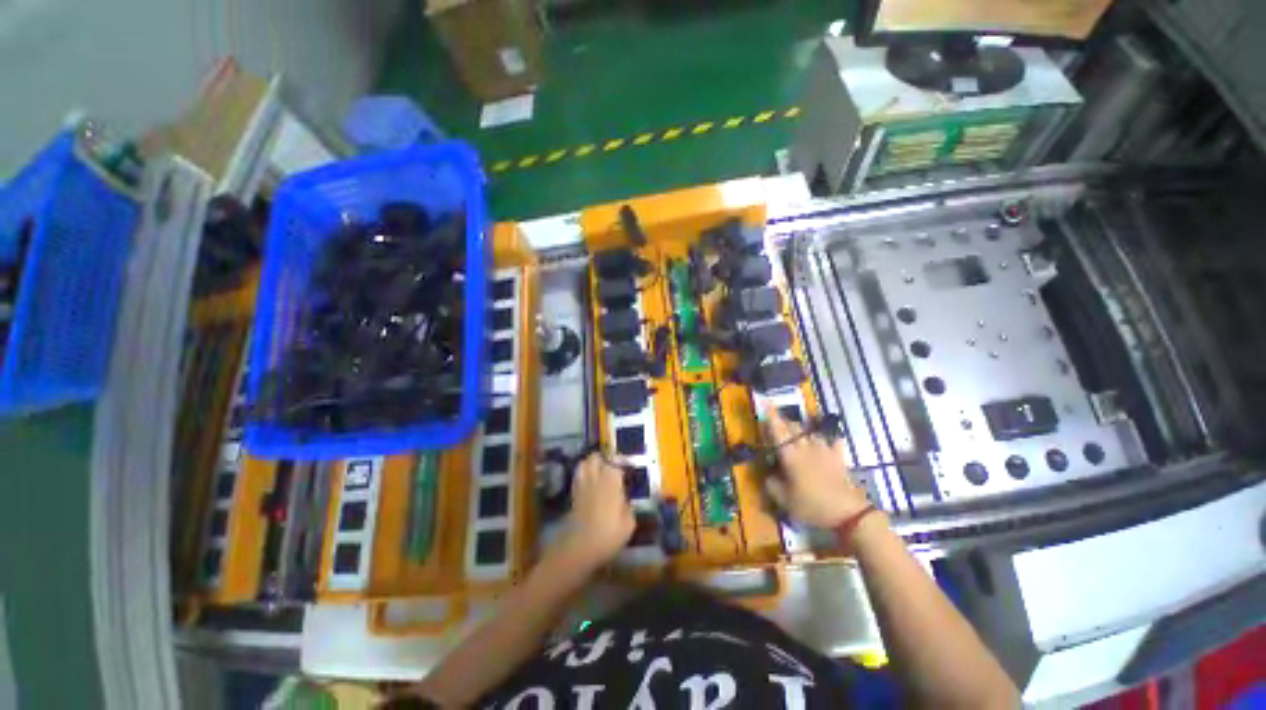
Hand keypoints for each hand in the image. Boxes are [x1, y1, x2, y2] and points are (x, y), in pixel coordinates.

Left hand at [549, 452, 634, 571]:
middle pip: (596, 458)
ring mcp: (582, 486)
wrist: (579, 548)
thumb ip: (629, 509)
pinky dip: (582, 474)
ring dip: (590, 464)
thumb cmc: (608, 536)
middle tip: (610, 467)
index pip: (615, 464)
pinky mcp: (573, 495)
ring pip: (583, 464)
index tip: (624, 469)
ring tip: (597, 470)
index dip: (620, 463)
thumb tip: (626, 503)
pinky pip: (577, 477)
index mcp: (612, 483)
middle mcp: (596, 479)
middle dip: (603, 459)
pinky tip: (588, 482)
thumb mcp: (628, 525)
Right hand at [762, 404, 870, 527]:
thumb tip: (768, 474)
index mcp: (790, 455)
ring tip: (798, 433)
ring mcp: (824, 451)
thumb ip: (771, 484)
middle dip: (784, 422)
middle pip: (793, 427)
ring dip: (802, 430)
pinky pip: (833, 442)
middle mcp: (805, 448)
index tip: (765, 402)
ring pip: (810, 432)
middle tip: (777, 423)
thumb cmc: (811, 505)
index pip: (778, 431)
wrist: (847, 513)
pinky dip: (828, 439)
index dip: (771, 416)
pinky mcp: (838, 458)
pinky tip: (826, 441)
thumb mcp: (783, 500)